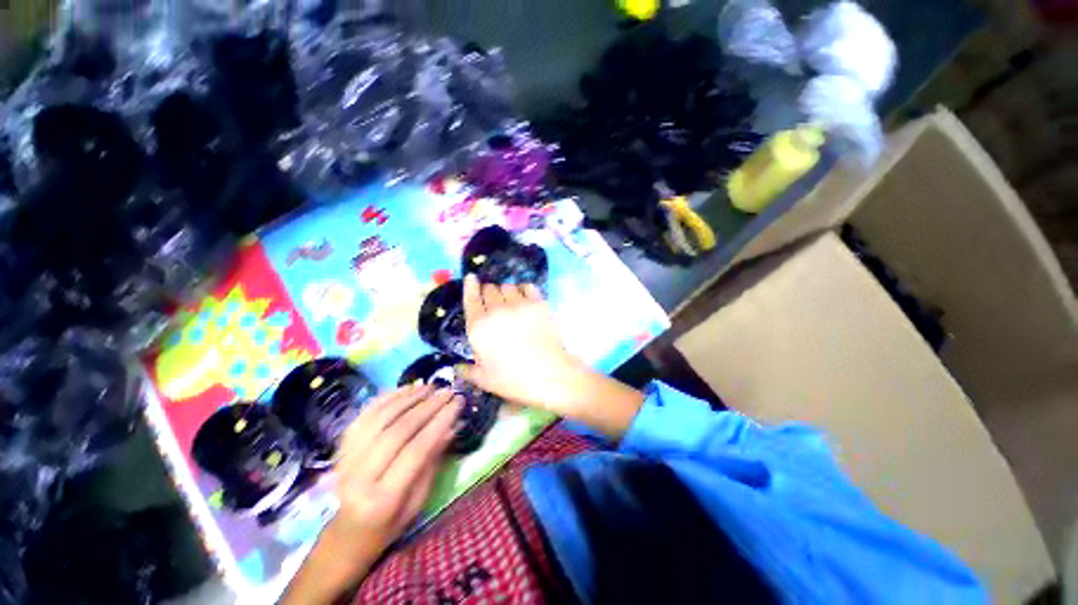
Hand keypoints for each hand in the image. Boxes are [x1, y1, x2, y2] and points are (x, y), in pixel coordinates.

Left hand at [331, 384, 460, 552]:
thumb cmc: (391, 522)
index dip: (439, 422)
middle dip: (427, 406)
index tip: (458, 402)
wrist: (348, 532)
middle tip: (448, 391)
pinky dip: (386, 398)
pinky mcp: (340, 448)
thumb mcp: (419, 499)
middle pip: (397, 431)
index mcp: (383, 499)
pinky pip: (364, 415)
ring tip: (430, 387)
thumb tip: (453, 424)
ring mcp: (345, 460)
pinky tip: (406, 389)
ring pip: (380, 418)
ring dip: (408, 398)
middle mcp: (359, 477)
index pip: (416, 450)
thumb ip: (433, 460)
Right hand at [459, 274, 591, 416]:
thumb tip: (457, 367)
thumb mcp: (485, 380)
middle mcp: (496, 311)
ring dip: (506, 292)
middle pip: (489, 289)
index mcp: (479, 328)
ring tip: (510, 303)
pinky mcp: (538, 303)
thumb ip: (468, 370)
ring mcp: (519, 305)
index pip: (471, 298)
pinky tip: (525, 300)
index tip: (471, 278)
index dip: (470, 286)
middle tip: (495, 304)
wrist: (550, 375)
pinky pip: (527, 286)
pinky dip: (524, 290)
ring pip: (508, 286)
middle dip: (489, 294)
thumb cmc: (514, 380)